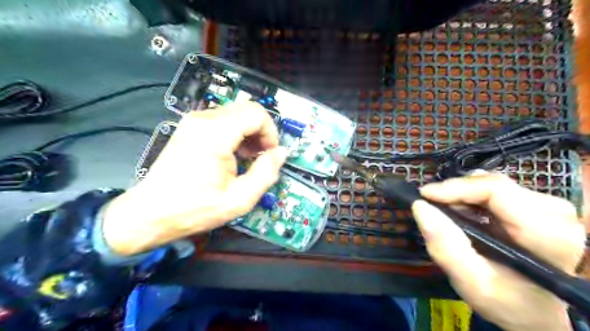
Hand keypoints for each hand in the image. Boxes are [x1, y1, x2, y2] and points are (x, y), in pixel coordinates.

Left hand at [102, 102, 287, 255]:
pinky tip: (233, 154)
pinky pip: (222, 120)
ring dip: (249, 132)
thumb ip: (266, 173)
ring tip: (248, 158)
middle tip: (262, 156)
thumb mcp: (240, 199)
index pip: (257, 114)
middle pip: (247, 109)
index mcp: (215, 134)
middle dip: (261, 131)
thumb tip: (281, 153)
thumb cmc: (195, 208)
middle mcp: (203, 120)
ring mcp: (193, 121)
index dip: (271, 132)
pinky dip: (235, 133)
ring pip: (236, 113)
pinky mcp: (189, 127)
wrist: (150, 213)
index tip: (271, 154)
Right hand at [412, 172, 587, 330]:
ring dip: (462, 195)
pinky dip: (471, 198)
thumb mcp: (472, 283)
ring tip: (444, 211)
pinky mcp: (538, 207)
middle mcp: (554, 214)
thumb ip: (446, 247)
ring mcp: (548, 208)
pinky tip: (461, 212)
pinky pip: (496, 191)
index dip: (456, 188)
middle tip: (430, 205)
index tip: (424, 196)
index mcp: (546, 234)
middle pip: (493, 185)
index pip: (496, 190)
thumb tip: (420, 207)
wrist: (537, 312)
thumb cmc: (508, 303)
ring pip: (492, 185)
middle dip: (455, 192)